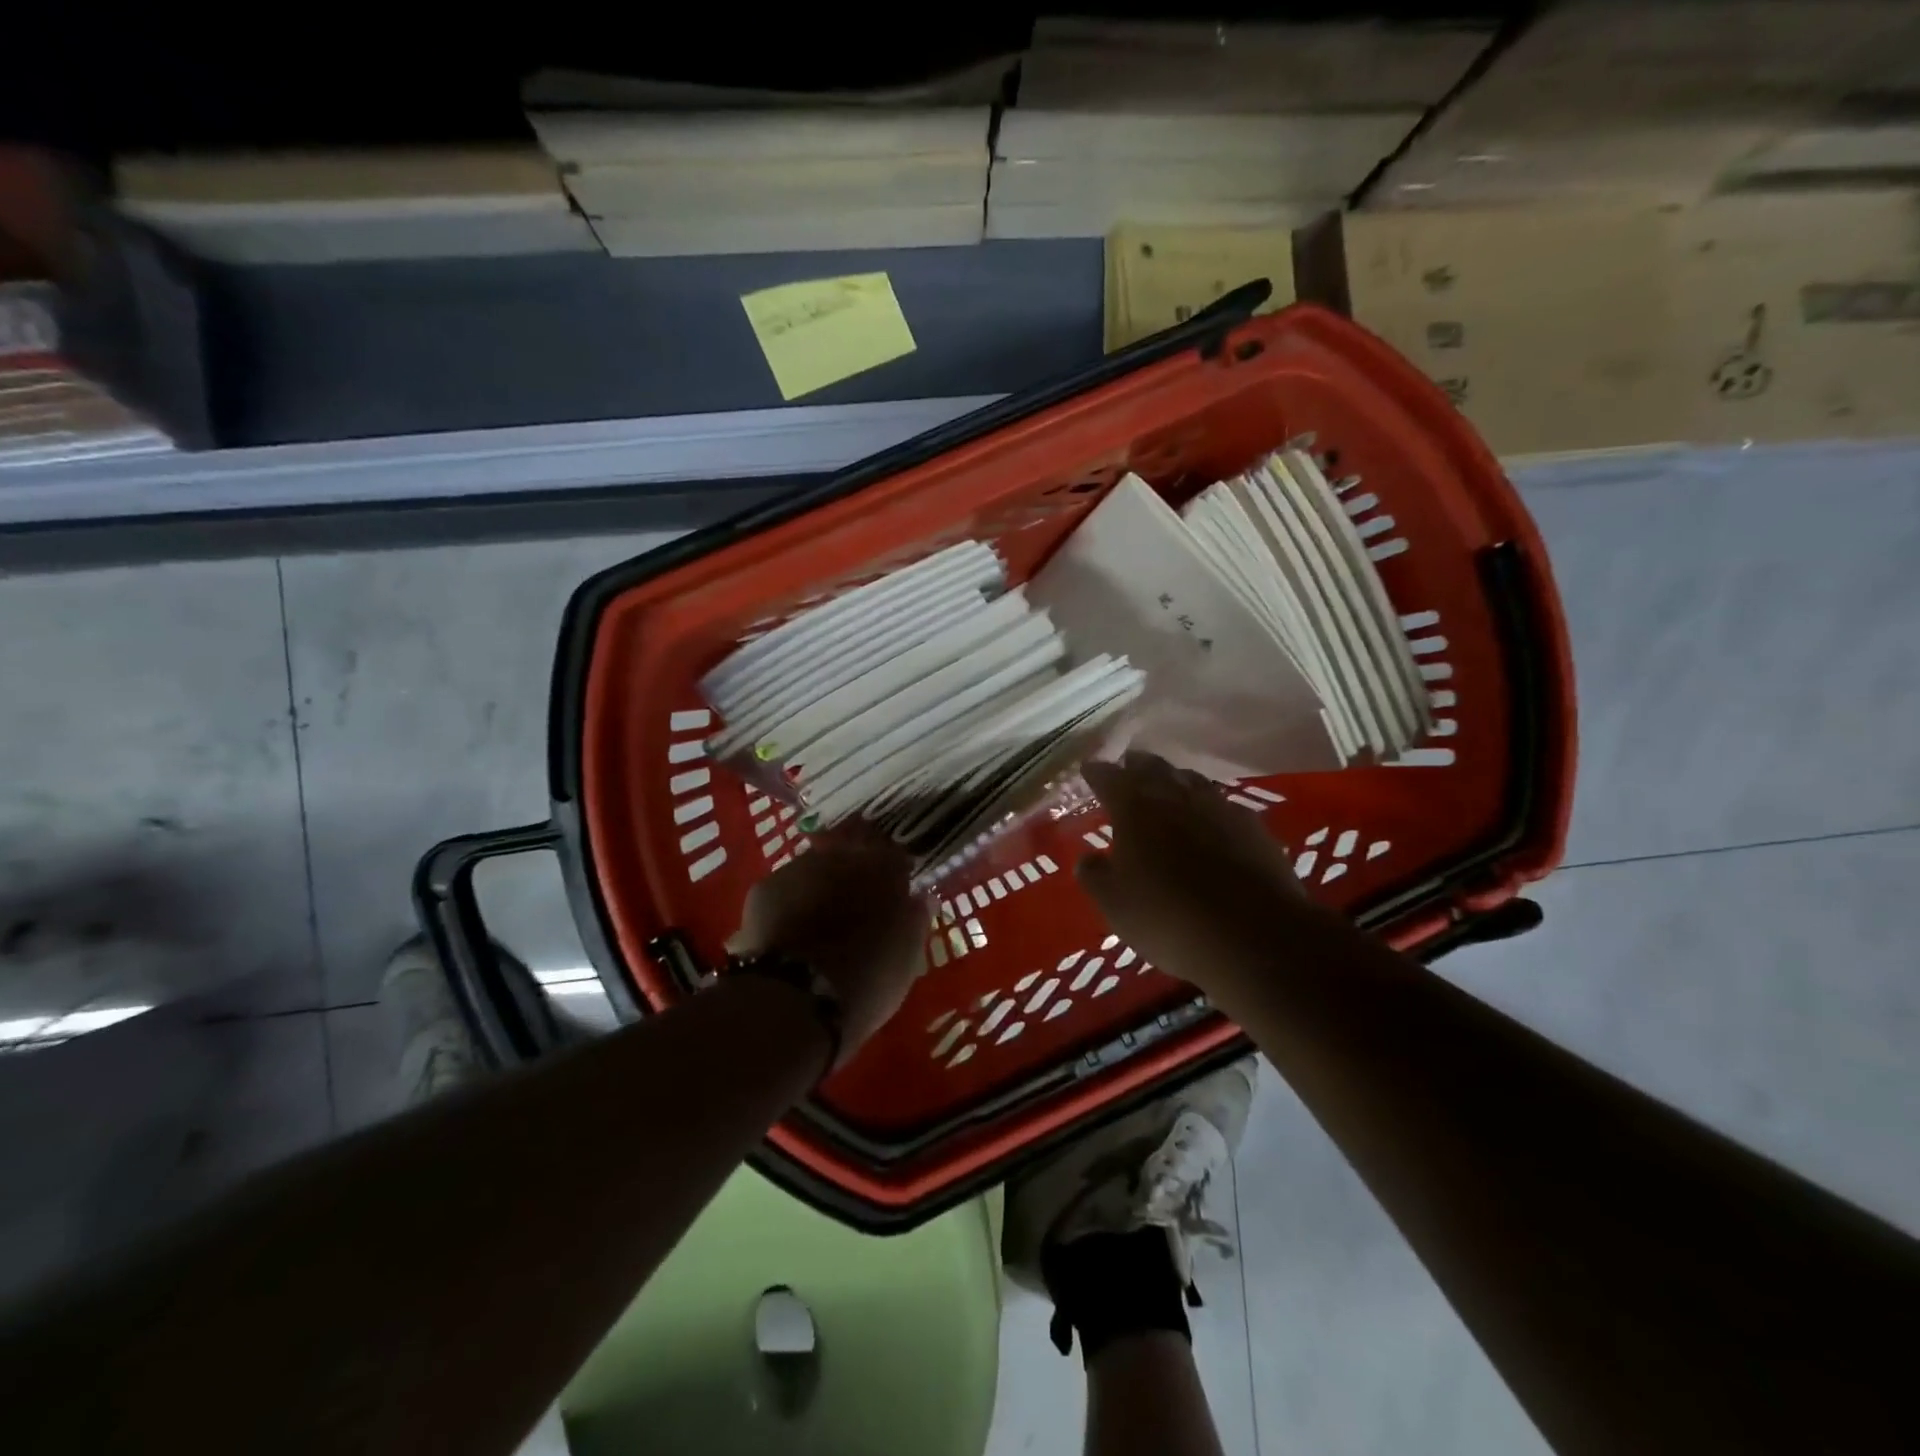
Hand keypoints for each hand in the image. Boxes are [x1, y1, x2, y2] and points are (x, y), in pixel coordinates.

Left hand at [728, 827, 928, 1062]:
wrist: (796, 999)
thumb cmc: (867, 980)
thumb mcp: (908, 957)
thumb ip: (916, 919)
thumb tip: (921, 897)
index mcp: (884, 868)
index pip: (895, 856)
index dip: (895, 874)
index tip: (896, 893)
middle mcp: (841, 856)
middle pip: (852, 855)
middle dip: (855, 874)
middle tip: (857, 905)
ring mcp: (799, 868)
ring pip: (816, 869)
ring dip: (821, 886)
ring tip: (821, 920)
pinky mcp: (764, 889)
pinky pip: (786, 890)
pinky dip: (791, 904)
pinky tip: (790, 930)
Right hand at [1077, 751, 1333, 998]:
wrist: (1254, 936)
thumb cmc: (1168, 918)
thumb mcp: (1115, 905)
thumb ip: (1095, 876)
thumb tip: (1087, 858)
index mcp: (1135, 808)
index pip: (1109, 778)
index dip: (1097, 772)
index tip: (1089, 769)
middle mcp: (1175, 796)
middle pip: (1152, 767)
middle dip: (1136, 765)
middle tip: (1126, 766)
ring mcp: (1218, 808)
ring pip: (1190, 780)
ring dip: (1173, 779)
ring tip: (1166, 784)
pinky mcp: (1252, 827)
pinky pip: (1221, 803)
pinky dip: (1206, 804)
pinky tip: (1208, 818)